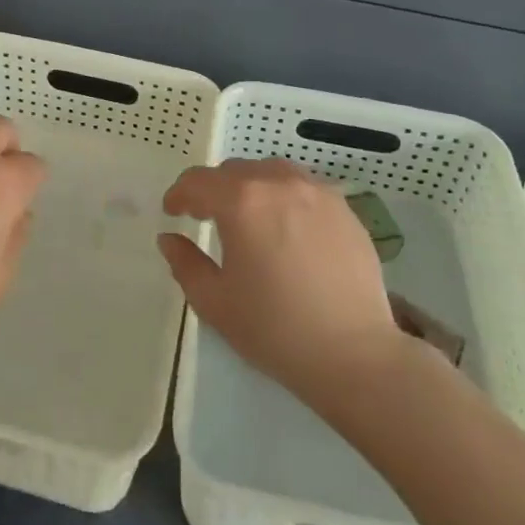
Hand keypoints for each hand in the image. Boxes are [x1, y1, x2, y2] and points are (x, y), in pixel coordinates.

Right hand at [159, 159, 409, 417]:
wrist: (354, 353)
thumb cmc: (274, 328)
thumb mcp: (214, 302)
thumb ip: (185, 263)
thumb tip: (170, 239)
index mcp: (241, 202)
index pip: (198, 181)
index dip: (179, 194)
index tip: (173, 212)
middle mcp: (278, 183)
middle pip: (234, 171)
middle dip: (214, 190)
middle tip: (206, 217)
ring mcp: (317, 192)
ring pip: (272, 172)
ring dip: (251, 187)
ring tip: (249, 216)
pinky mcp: (345, 209)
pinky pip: (304, 188)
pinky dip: (285, 197)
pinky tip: (287, 228)